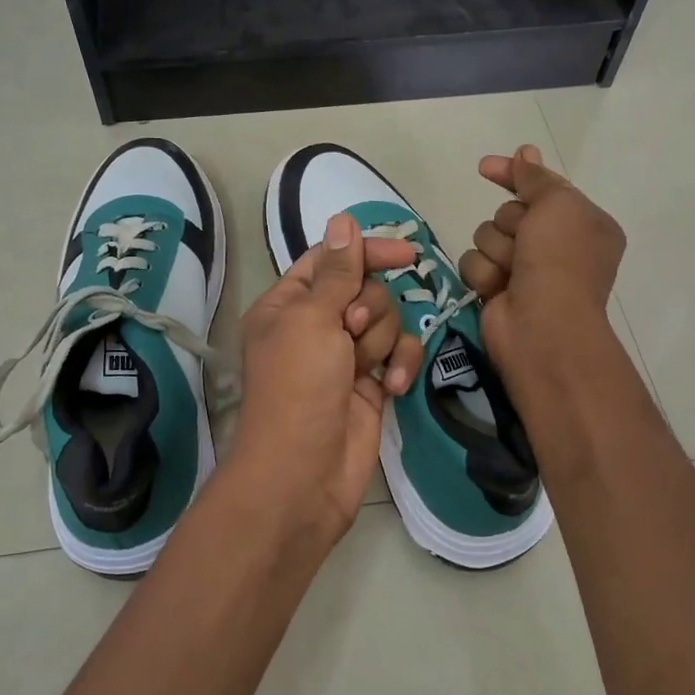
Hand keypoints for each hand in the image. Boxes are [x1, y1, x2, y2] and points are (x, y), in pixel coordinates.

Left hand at [224, 214, 425, 541]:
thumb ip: (338, 272)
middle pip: (365, 289)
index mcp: (288, 304)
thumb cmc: (298, 387)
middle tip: (352, 332)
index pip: (332, 260)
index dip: (366, 252)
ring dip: (382, 341)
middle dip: (369, 308)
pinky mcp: (371, 384)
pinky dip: (399, 366)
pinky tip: (393, 387)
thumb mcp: (312, 320)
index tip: (405, 255)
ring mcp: (345, 356)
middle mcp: (316, 325)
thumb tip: (344, 220)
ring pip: (386, 321)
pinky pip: (397, 356)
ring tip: (365, 368)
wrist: (304, 473)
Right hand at [458, 144, 625, 387]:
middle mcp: (556, 246)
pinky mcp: (498, 290)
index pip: (542, 187)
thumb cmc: (559, 260)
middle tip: (526, 244)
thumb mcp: (557, 205)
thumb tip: (525, 151)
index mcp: (582, 223)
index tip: (485, 167)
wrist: (542, 326)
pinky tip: (497, 289)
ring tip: (512, 271)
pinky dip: (484, 274)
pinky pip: (474, 264)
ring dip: (496, 250)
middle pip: (509, 212)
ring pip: (487, 237)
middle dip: (510, 224)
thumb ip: (536, 177)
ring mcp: (525, 270)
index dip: (514, 175)